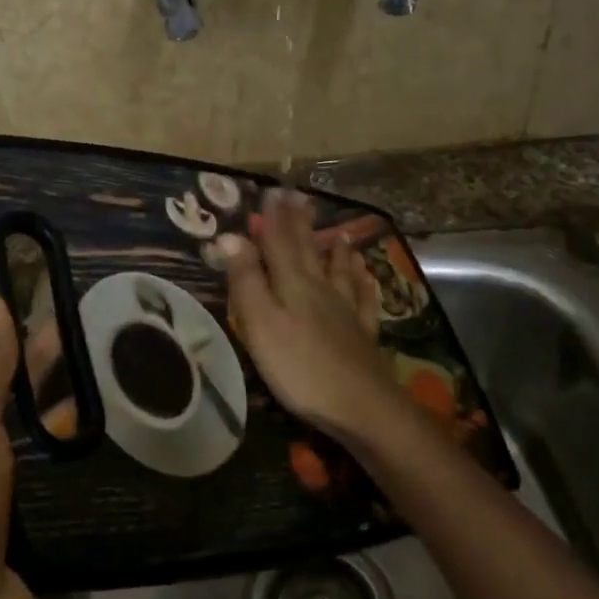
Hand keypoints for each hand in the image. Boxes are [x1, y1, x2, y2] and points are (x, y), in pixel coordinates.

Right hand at [218, 190, 412, 449]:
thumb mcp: (261, 323)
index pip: (278, 242)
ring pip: (339, 271)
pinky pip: (364, 300)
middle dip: (300, 224)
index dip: (272, 218)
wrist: (362, 406)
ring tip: (338, 233)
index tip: (271, 192)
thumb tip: (230, 236)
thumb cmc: (300, 366)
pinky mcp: (363, 335)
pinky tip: (368, 277)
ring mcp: (346, 311)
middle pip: (308, 250)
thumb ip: (246, 280)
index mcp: (292, 283)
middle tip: (299, 198)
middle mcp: (320, 288)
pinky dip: (363, 284)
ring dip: (335, 250)